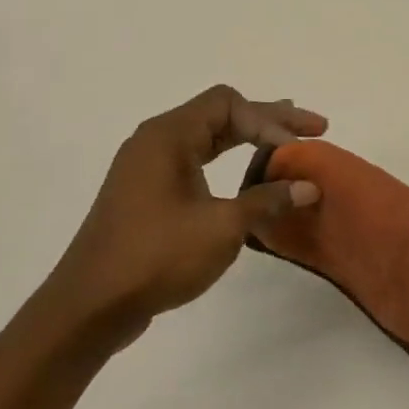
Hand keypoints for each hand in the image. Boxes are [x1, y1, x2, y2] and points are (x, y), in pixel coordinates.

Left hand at [30, 85, 326, 348]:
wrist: (93, 304)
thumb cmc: (158, 256)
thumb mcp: (222, 227)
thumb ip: (267, 200)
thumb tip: (308, 187)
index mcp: (168, 135)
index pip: (229, 105)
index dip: (270, 120)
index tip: (298, 150)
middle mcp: (155, 141)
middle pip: (220, 114)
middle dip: (269, 120)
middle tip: (315, 127)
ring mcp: (148, 167)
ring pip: (207, 137)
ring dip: (249, 138)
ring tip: (287, 140)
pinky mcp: (148, 193)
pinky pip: (195, 160)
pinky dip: (228, 160)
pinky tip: (248, 173)